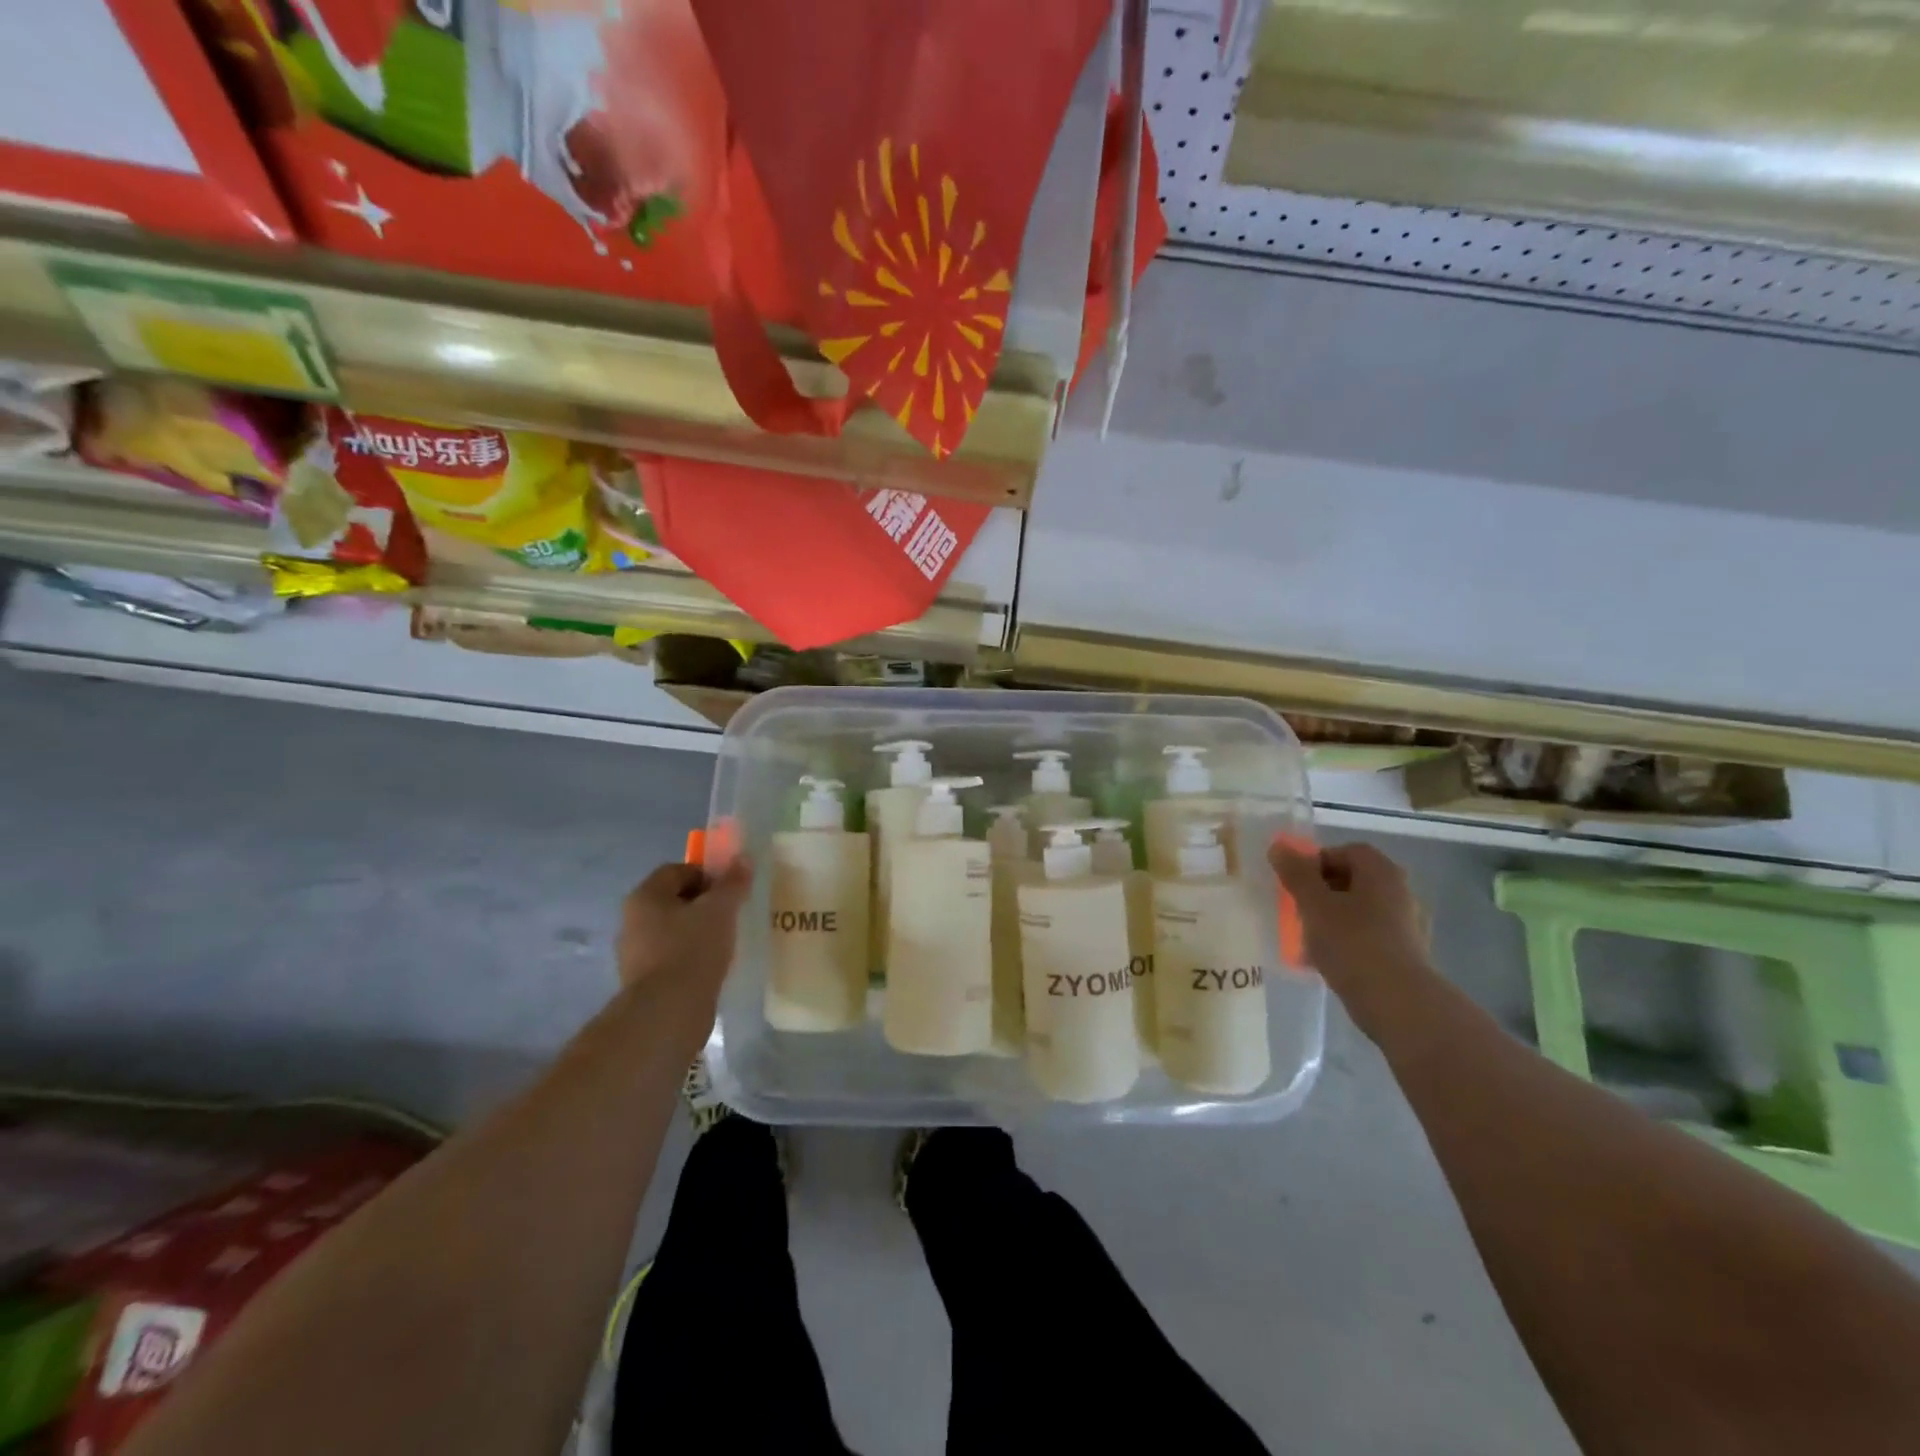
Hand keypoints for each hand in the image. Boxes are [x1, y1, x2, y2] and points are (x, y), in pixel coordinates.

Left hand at [616, 858, 753, 1001]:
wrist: (668, 1012)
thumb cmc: (692, 949)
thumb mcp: (720, 909)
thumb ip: (732, 883)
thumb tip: (743, 859)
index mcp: (645, 896)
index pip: (677, 870)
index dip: (707, 874)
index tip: (731, 890)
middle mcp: (633, 920)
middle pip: (674, 900)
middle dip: (704, 904)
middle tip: (732, 914)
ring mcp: (635, 953)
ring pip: (674, 930)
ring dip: (699, 931)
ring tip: (726, 942)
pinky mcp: (644, 981)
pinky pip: (673, 957)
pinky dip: (692, 956)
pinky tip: (712, 967)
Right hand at [1269, 841, 1432, 1028]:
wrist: (1397, 1003)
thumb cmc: (1352, 943)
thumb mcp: (1314, 904)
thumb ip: (1296, 873)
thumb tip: (1279, 847)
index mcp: (1382, 873)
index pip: (1347, 851)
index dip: (1317, 861)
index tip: (1295, 882)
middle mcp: (1400, 893)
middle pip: (1353, 881)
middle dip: (1321, 891)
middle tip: (1297, 908)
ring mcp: (1407, 926)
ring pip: (1359, 911)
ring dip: (1332, 918)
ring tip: (1307, 938)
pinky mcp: (1406, 955)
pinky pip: (1368, 937)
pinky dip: (1346, 942)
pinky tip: (1327, 961)